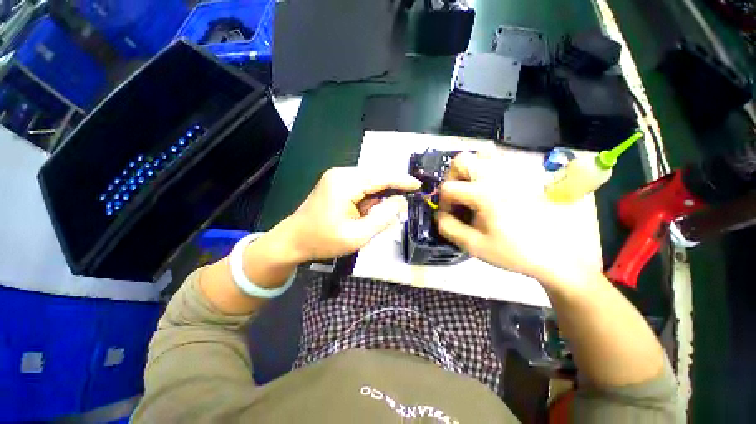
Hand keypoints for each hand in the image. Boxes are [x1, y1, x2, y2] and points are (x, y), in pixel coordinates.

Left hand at [279, 167, 420, 261]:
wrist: (293, 240)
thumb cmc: (323, 241)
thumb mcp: (357, 236)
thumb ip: (382, 218)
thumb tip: (400, 202)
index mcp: (345, 183)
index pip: (381, 177)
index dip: (401, 181)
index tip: (418, 185)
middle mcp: (341, 174)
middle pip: (376, 177)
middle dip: (390, 191)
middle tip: (400, 209)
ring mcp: (337, 177)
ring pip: (369, 182)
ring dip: (378, 198)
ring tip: (374, 218)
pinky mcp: (336, 183)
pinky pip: (360, 186)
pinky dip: (368, 198)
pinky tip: (366, 213)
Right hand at [436, 152, 595, 288]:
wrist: (563, 254)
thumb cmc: (517, 252)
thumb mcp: (475, 246)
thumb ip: (449, 228)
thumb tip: (439, 215)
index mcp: (484, 194)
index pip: (448, 187)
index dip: (443, 202)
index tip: (451, 215)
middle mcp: (497, 176)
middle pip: (461, 160)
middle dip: (452, 177)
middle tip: (458, 195)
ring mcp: (515, 171)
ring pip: (482, 154)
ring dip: (471, 169)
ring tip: (474, 188)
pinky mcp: (527, 172)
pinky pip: (501, 159)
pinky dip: (489, 168)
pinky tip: (494, 187)